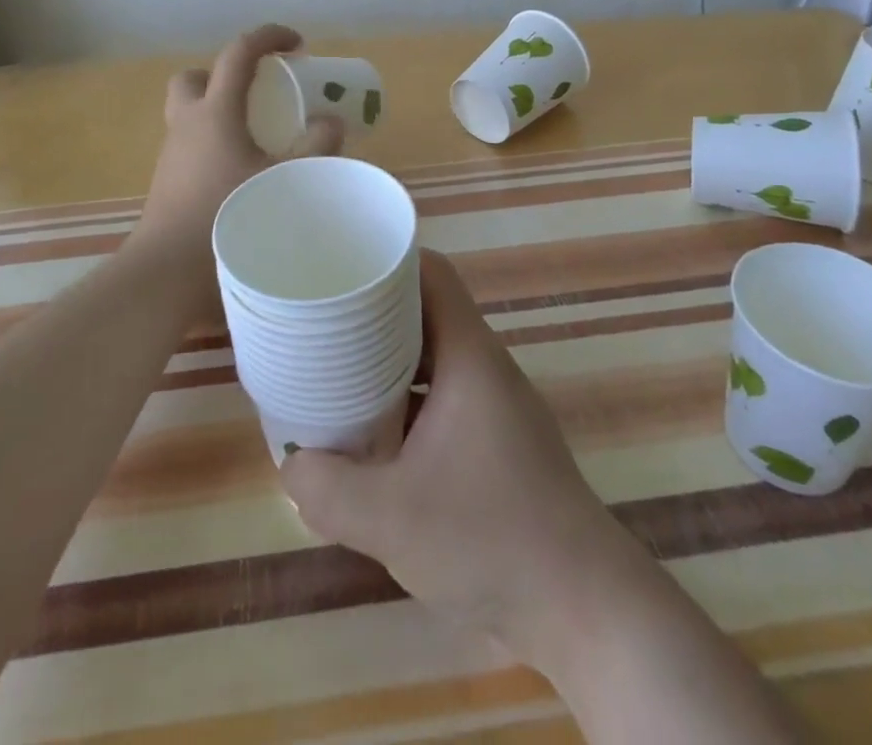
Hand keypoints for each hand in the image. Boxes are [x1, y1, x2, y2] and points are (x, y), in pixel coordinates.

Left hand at [136, 24, 343, 262]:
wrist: (168, 270)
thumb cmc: (227, 215)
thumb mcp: (284, 180)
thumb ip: (316, 148)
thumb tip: (333, 123)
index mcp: (215, 112)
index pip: (238, 53)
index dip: (269, 37)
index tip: (297, 44)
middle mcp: (187, 123)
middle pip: (195, 77)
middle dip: (224, 74)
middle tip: (257, 93)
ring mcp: (172, 153)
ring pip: (189, 112)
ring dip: (218, 110)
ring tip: (256, 135)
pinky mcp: (168, 181)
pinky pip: (190, 144)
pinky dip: (213, 143)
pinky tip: (239, 171)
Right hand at [281, 250, 649, 668]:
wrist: (581, 610)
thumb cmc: (489, 539)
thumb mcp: (390, 518)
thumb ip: (327, 489)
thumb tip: (291, 464)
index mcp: (469, 356)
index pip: (431, 273)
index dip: (387, 261)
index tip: (340, 268)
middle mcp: (483, 368)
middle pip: (425, 313)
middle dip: (373, 314)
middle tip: (322, 322)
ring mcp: (493, 407)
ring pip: (431, 360)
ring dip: (387, 363)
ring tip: (334, 373)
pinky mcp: (495, 445)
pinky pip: (440, 400)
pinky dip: (405, 403)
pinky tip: (371, 437)